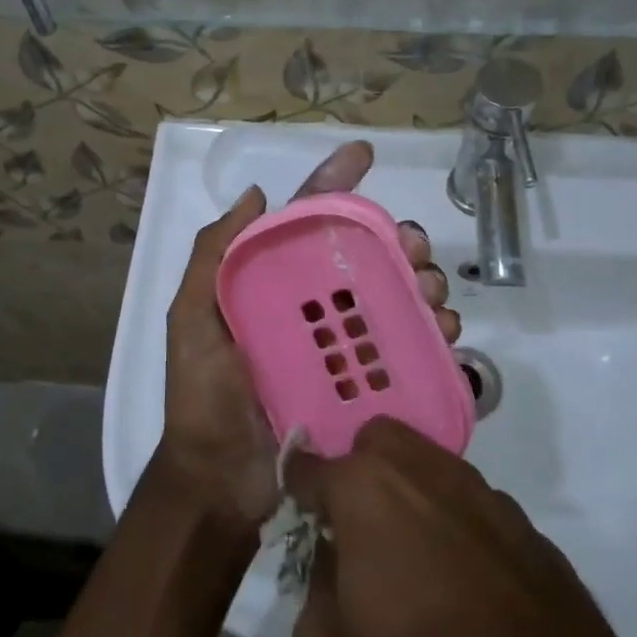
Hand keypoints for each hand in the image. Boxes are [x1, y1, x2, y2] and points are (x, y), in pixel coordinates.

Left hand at [158, 141, 459, 534]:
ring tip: (432, 294)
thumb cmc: (204, 397)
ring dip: (424, 284)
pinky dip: (435, 333)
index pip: (309, 223)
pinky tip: (445, 333)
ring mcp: (343, 349)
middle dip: (399, 241)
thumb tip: (256, 193)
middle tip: (414, 250)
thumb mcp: (191, 319)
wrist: (222, 482)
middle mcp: (314, 310)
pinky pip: (410, 351)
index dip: (335, 184)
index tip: (364, 154)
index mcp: (275, 287)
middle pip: (367, 258)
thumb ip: (212, 256)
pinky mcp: (367, 388)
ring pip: (397, 299)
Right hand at [286, 418, 636, 636]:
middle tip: (355, 536)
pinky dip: (458, 528)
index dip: (297, 486)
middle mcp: (431, 474)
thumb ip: (315, 594)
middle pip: (380, 441)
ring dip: (410, 496)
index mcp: (370, 493)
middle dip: (357, 472)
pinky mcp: (536, 534)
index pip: (312, 465)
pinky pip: (477, 508)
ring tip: (412, 568)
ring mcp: (491, 499)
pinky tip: (468, 595)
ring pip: (433, 467)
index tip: (296, 512)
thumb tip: (332, 564)